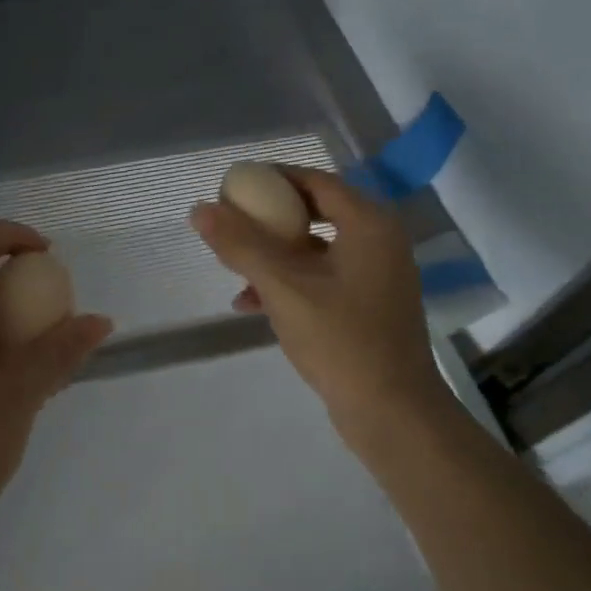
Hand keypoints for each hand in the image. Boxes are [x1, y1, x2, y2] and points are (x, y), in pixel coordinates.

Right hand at [190, 168, 454, 457]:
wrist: (391, 412)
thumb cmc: (340, 339)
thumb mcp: (282, 286)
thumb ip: (241, 244)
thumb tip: (199, 209)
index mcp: (368, 223)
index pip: (314, 181)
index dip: (271, 178)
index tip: (232, 187)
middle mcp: (378, 240)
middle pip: (313, 212)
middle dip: (267, 219)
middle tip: (230, 223)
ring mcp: (376, 274)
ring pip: (314, 247)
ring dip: (272, 254)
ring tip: (233, 268)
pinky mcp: (368, 303)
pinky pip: (321, 276)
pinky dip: (288, 281)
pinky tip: (250, 303)